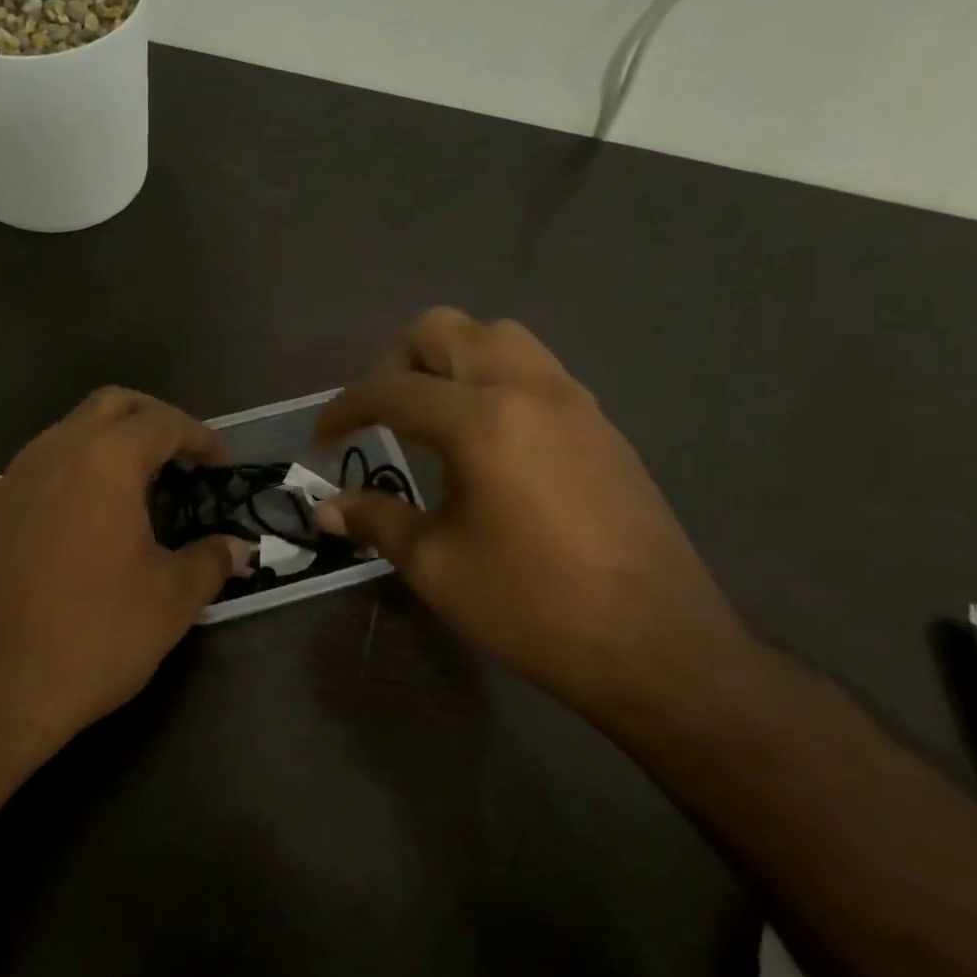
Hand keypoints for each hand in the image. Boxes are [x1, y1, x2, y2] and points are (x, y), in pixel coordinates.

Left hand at [0, 388, 248, 756]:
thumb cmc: (92, 636)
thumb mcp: (169, 601)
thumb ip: (211, 562)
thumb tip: (239, 548)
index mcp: (103, 460)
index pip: (162, 422)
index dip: (200, 438)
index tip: (221, 466)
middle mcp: (53, 452)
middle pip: (111, 405)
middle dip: (154, 420)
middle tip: (182, 458)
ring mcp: (11, 480)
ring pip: (68, 433)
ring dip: (109, 445)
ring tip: (139, 490)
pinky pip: (40, 471)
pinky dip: (74, 476)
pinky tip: (86, 525)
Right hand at [314, 309, 755, 710]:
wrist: (656, 646)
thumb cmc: (531, 607)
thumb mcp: (436, 566)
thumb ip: (376, 520)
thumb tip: (326, 507)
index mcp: (482, 421)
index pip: (391, 389)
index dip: (343, 409)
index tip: (320, 440)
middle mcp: (528, 389)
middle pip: (444, 330)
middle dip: (393, 363)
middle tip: (377, 416)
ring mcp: (573, 401)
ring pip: (497, 337)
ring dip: (448, 360)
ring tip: (428, 416)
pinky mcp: (600, 423)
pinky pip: (533, 368)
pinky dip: (491, 379)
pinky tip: (483, 439)